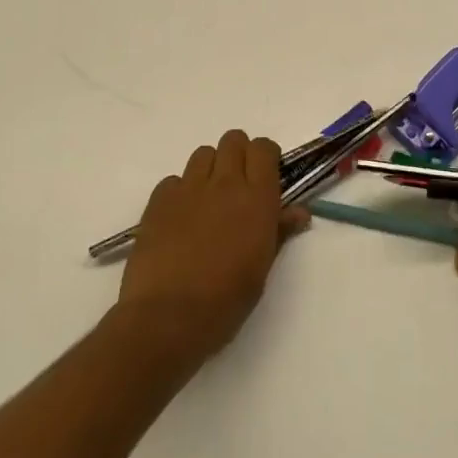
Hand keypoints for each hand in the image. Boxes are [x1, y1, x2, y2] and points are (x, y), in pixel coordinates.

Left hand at [115, 129, 309, 366]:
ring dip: (210, 169)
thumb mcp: (261, 268)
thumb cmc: (225, 300)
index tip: (266, 174)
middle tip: (237, 185)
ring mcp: (189, 188)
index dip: (265, 156)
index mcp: (257, 198)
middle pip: (233, 140)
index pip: (264, 148)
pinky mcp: (159, 200)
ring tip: (207, 199)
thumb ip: (279, 231)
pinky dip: (180, 191)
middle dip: (238, 155)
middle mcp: (225, 182)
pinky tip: (180, 218)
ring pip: (203, 153)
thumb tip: (299, 212)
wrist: (166, 317)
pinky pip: (174, 179)